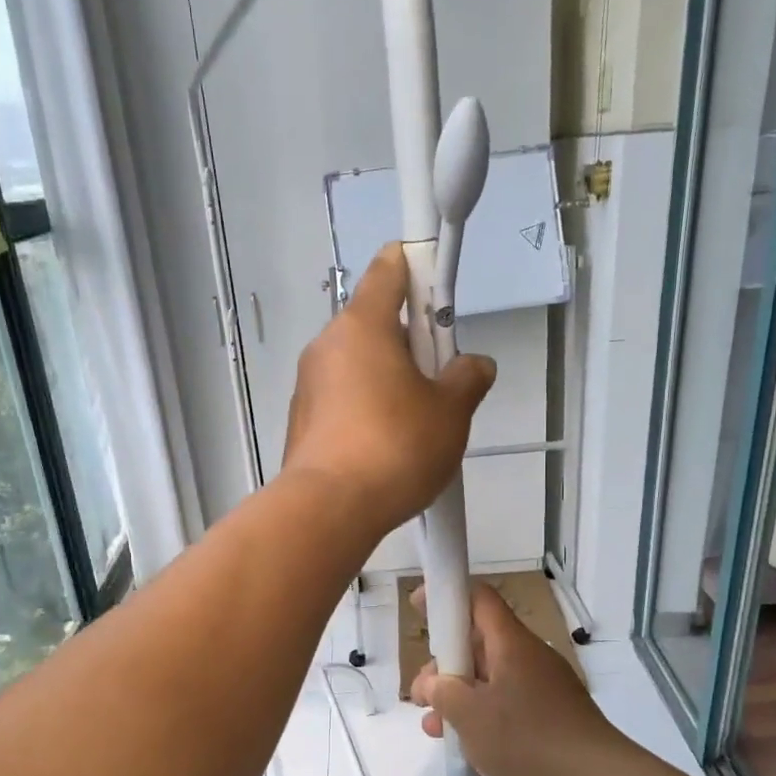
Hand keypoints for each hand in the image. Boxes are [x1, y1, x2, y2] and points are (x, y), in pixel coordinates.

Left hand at [281, 244, 495, 536]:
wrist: (329, 509)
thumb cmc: (396, 447)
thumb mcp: (451, 412)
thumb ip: (467, 379)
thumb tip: (474, 366)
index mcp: (363, 325)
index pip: (390, 269)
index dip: (418, 266)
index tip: (439, 287)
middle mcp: (328, 345)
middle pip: (376, 323)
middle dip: (411, 343)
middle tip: (439, 380)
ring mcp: (308, 384)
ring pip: (358, 366)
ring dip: (388, 380)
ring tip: (416, 425)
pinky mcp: (301, 421)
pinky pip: (342, 400)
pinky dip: (365, 409)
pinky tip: (385, 448)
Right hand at [410, 583, 629, 775]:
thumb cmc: (527, 739)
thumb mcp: (470, 715)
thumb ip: (443, 693)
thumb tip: (434, 683)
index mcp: (511, 644)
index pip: (478, 599)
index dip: (447, 596)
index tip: (418, 607)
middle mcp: (529, 657)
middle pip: (479, 644)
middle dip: (444, 666)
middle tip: (422, 697)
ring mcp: (543, 687)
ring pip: (490, 679)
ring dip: (459, 698)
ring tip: (435, 729)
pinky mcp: (552, 716)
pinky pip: (508, 704)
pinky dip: (483, 717)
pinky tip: (468, 747)